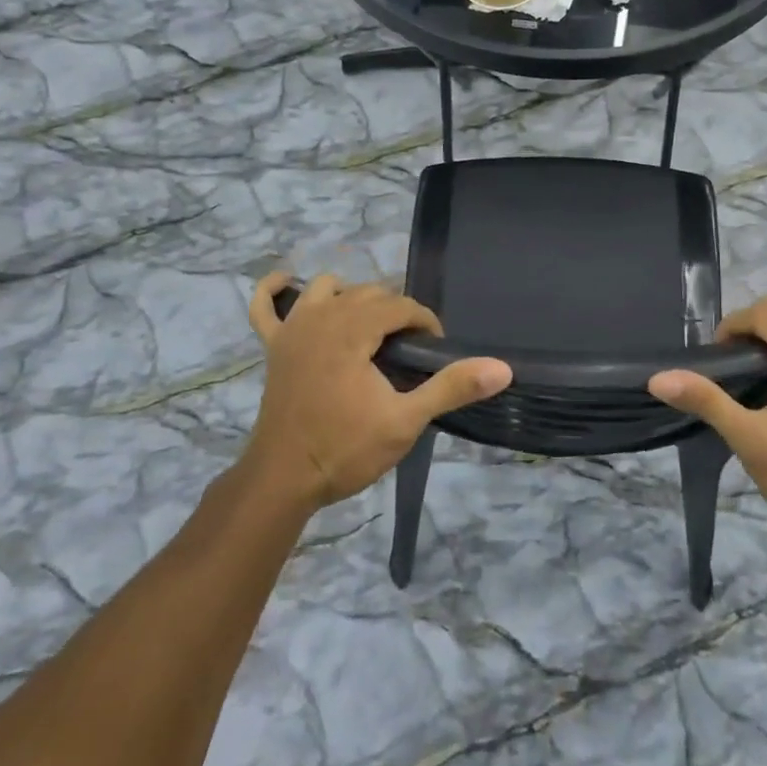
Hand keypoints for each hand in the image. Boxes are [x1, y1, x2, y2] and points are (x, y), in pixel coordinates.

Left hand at [244, 273, 512, 511]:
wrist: (283, 480)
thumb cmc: (345, 449)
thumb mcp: (406, 421)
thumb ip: (452, 388)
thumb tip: (502, 368)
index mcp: (353, 328)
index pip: (400, 305)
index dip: (425, 323)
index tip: (435, 352)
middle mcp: (321, 316)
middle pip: (369, 293)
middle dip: (396, 313)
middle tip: (410, 352)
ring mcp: (292, 328)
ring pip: (327, 288)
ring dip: (351, 297)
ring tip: (369, 327)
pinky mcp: (272, 346)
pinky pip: (263, 305)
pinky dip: (274, 291)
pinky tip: (288, 285)